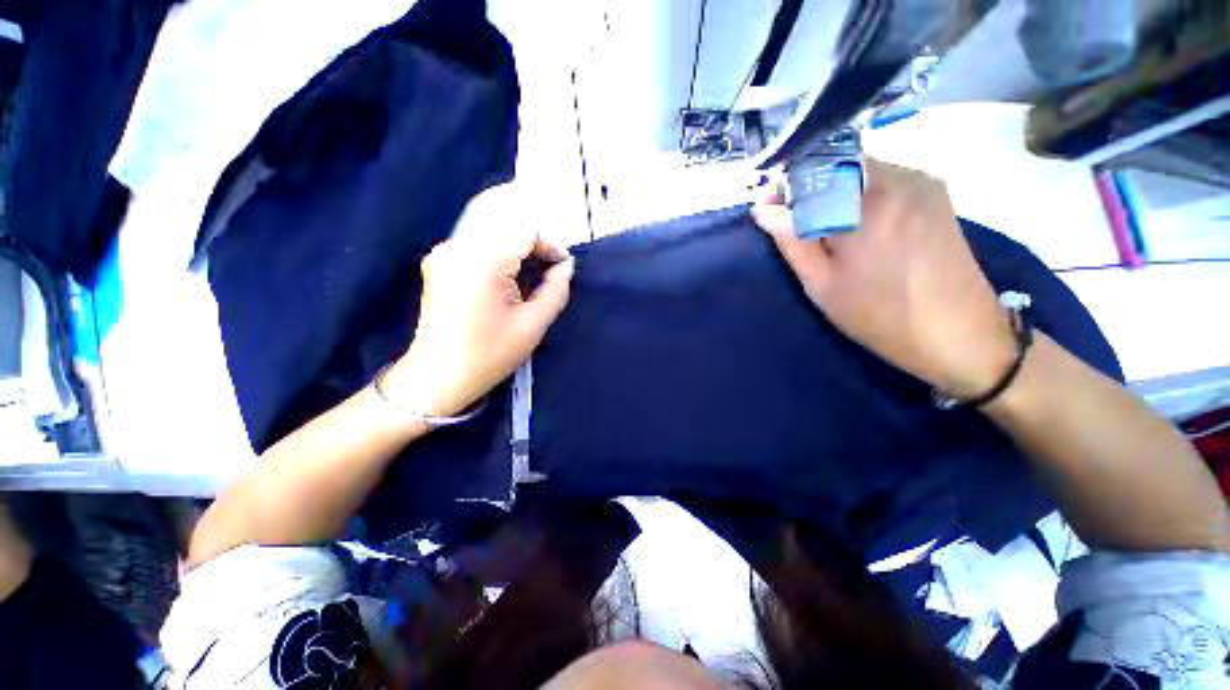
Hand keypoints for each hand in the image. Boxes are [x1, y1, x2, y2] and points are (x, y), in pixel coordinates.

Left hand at [382, 228, 574, 416]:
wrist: (437, 378)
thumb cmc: (489, 354)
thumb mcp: (532, 325)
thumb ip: (556, 290)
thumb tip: (566, 267)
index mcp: (483, 261)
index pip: (525, 233)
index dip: (551, 246)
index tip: (564, 268)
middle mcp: (458, 247)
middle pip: (508, 232)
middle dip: (535, 250)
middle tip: (551, 275)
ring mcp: (443, 254)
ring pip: (492, 238)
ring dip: (516, 254)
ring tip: (531, 280)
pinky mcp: (437, 264)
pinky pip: (476, 249)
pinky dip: (497, 258)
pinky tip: (505, 282)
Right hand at [754, 159, 1015, 398]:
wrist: (958, 333)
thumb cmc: (880, 315)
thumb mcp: (821, 284)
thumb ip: (791, 240)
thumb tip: (763, 209)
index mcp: (867, 204)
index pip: (811, 168)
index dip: (784, 184)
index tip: (768, 206)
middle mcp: (899, 178)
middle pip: (837, 163)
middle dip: (807, 186)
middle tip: (791, 219)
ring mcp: (922, 182)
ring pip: (859, 169)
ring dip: (831, 190)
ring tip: (821, 227)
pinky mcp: (934, 192)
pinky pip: (882, 178)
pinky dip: (857, 194)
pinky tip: (854, 225)